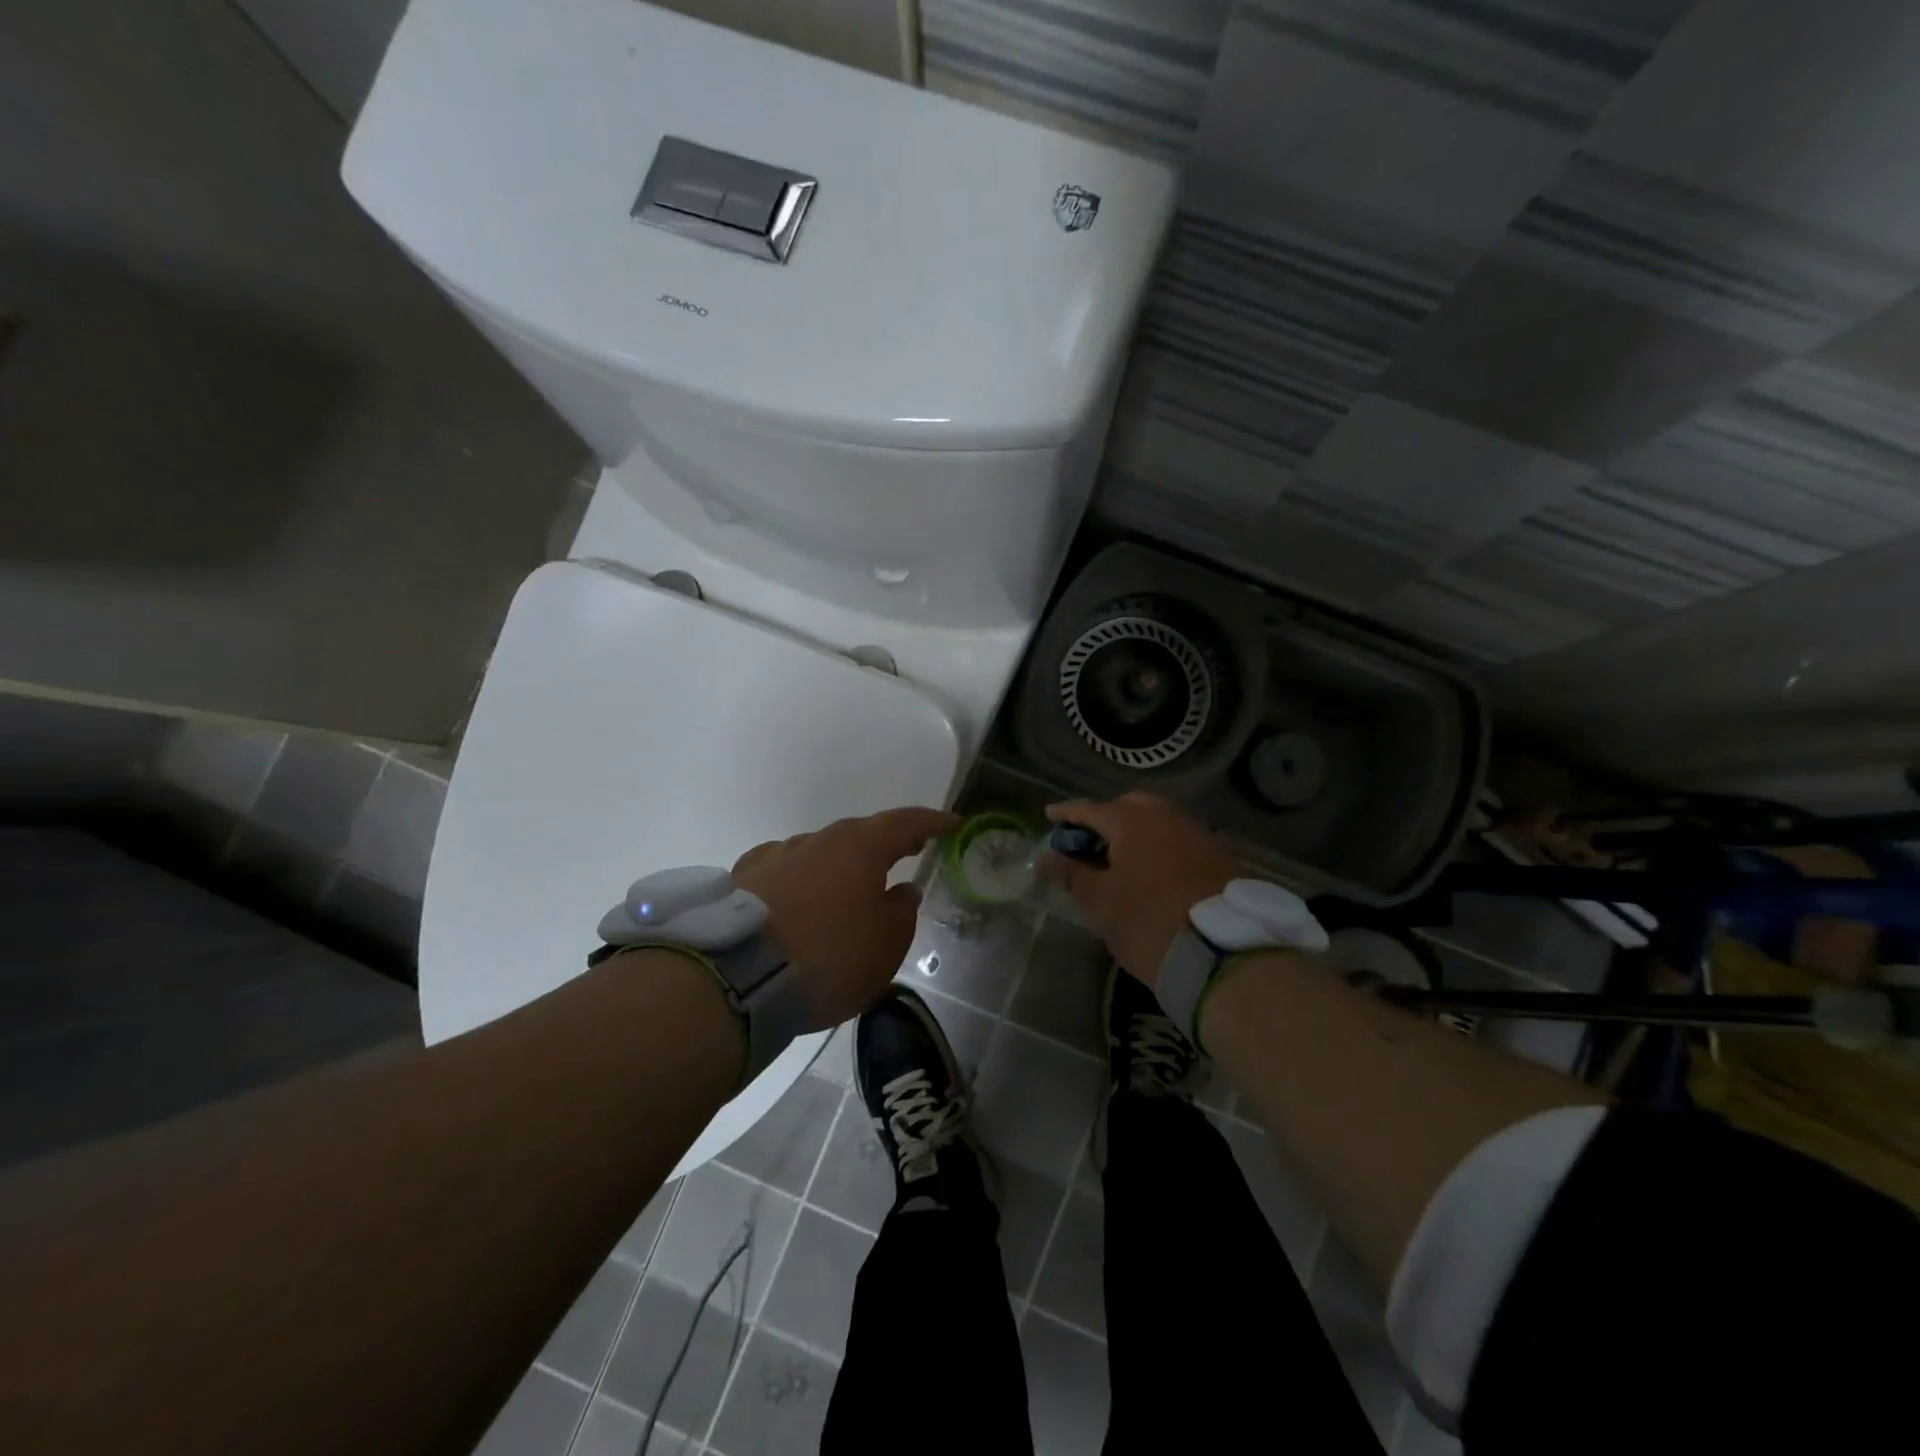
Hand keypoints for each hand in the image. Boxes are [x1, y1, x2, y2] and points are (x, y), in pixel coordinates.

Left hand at [732, 806, 960, 1026]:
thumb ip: (901, 912)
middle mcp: (817, 840)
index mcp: (860, 847)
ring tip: (848, 890)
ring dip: (840, 865)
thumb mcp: (885, 946)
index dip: (931, 822)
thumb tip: (903, 889)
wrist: (737, 979)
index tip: (951, 823)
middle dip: (886, 843)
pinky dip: (802, 880)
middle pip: (860, 834)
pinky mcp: (743, 879)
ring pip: (819, 852)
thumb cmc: (829, 958)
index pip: (905, 822)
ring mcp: (775, 856)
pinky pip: (784, 871)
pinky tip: (798, 899)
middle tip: (906, 852)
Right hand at [1043, 793, 1238, 986]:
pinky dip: (1160, 845)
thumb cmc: (1148, 922)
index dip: (1067, 813)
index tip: (1050, 815)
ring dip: (1136, 830)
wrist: (1222, 953)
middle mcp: (1167, 816)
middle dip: (1105, 817)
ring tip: (1120, 856)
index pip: (1089, 809)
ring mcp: (1197, 832)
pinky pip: (1179, 838)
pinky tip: (1153, 868)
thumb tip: (1049, 856)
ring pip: (1158, 820)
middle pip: (1128, 806)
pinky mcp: (1219, 855)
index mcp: (1132, 821)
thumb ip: (1072, 874)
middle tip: (1088, 839)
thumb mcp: (1100, 903)